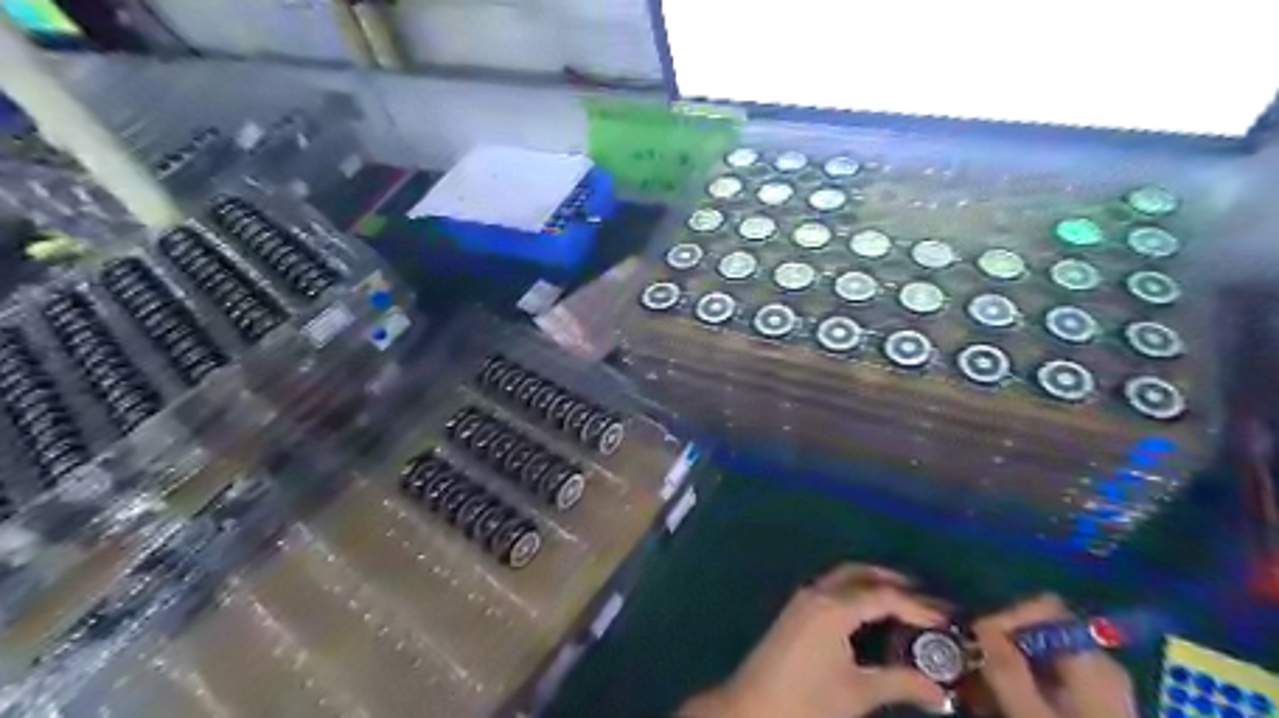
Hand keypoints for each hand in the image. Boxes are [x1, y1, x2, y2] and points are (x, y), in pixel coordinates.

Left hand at [678, 563, 946, 716]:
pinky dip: (854, 594)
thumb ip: (899, 684)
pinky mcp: (795, 612)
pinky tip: (869, 617)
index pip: (882, 595)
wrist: (751, 708)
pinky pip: (830, 590)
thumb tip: (939, 692)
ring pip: (842, 579)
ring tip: (903, 605)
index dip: (916, 606)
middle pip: (859, 574)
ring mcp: (802, 600)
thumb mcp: (858, 693)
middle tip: (925, 599)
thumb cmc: (807, 701)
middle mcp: (817, 593)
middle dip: (891, 581)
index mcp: (833, 607)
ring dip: (871, 585)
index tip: (946, 620)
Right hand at [977, 595, 1133, 716]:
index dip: (1009, 614)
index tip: (978, 637)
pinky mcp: (1094, 707)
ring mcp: (1100, 688)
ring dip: (1008, 664)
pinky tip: (1002, 702)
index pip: (1046, 607)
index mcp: (1092, 662)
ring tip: (979, 686)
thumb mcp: (1032, 717)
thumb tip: (981, 623)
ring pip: (1042, 655)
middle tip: (971, 661)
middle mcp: (1100, 665)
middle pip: (1042, 630)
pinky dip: (1023, 683)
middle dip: (1002, 641)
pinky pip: (1050, 678)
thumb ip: (1007, 669)